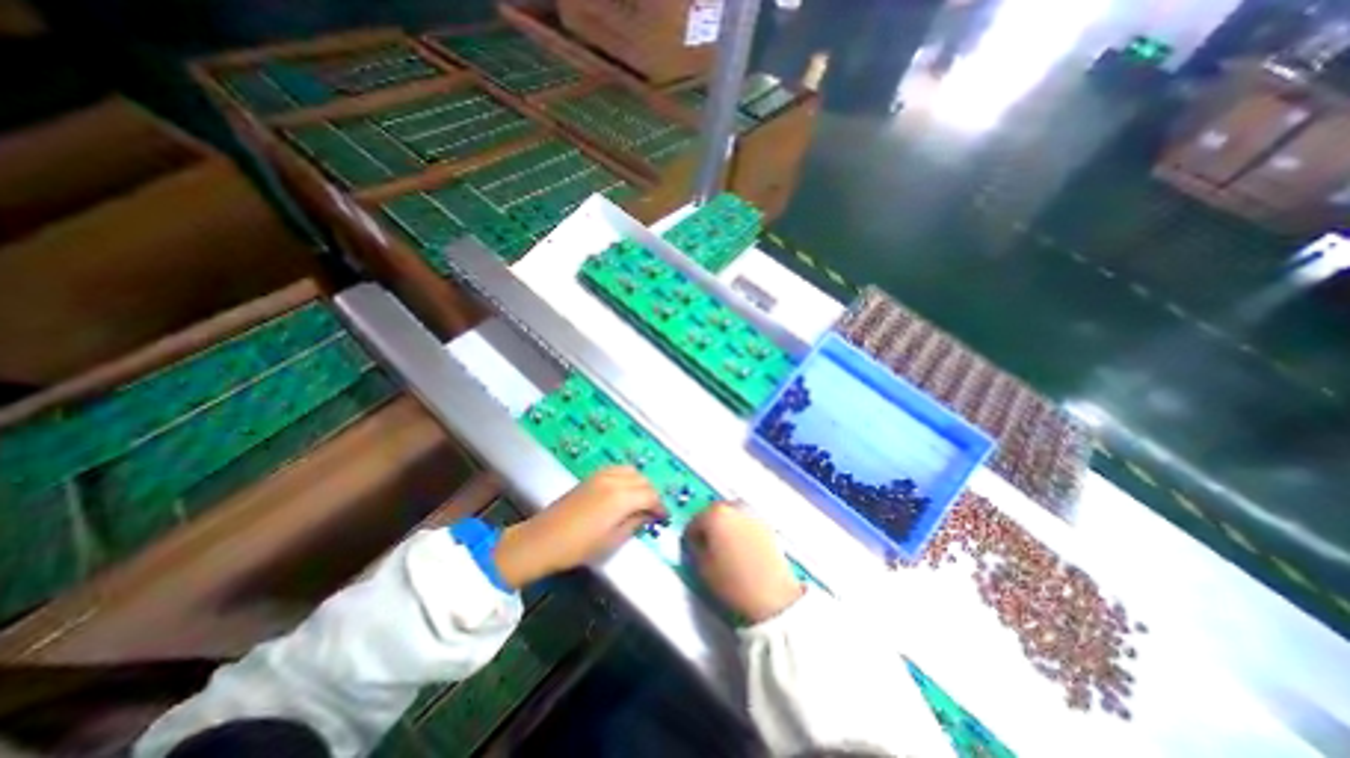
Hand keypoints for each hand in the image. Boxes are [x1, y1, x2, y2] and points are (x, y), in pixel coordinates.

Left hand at [493, 466, 664, 588]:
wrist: (543, 539)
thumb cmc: (579, 546)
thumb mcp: (612, 540)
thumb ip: (634, 524)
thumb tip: (648, 516)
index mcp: (621, 498)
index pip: (650, 495)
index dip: (659, 507)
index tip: (663, 518)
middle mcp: (615, 480)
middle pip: (643, 480)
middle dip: (652, 494)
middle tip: (652, 511)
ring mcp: (602, 475)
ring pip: (631, 471)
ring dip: (640, 483)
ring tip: (640, 500)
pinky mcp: (592, 476)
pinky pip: (618, 469)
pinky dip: (627, 477)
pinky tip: (624, 491)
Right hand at [687, 504, 799, 620]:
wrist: (772, 594)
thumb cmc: (734, 581)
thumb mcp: (703, 567)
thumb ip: (695, 548)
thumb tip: (697, 543)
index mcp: (715, 514)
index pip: (694, 521)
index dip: (690, 537)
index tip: (691, 547)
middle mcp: (734, 507)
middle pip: (714, 512)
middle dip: (709, 527)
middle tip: (707, 546)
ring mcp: (752, 514)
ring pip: (731, 515)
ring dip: (725, 526)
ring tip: (725, 547)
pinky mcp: (766, 524)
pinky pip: (746, 522)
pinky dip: (740, 530)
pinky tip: (740, 548)